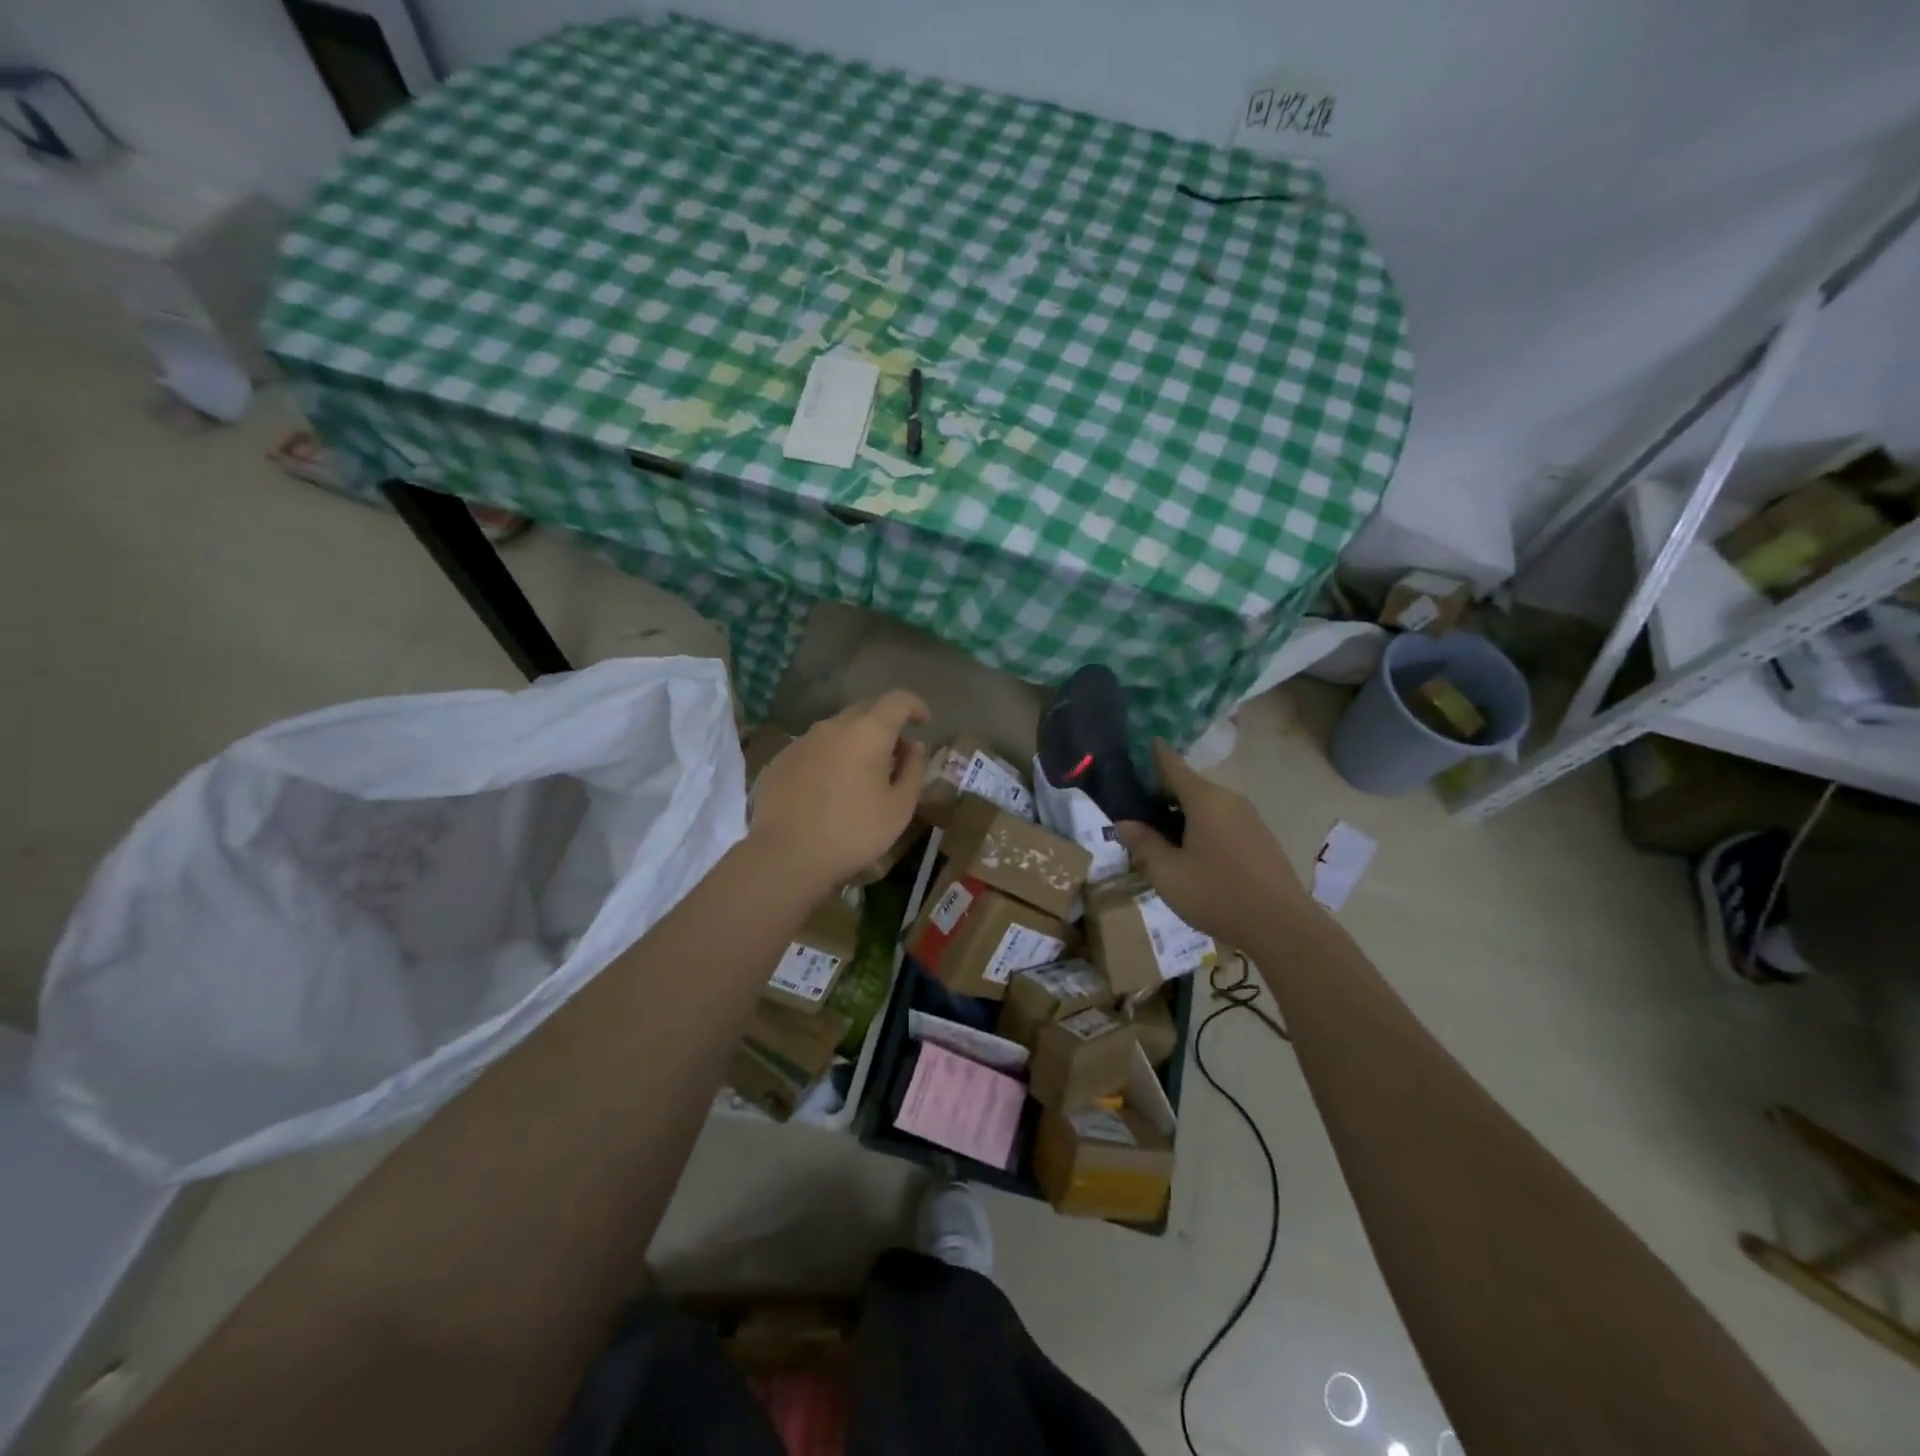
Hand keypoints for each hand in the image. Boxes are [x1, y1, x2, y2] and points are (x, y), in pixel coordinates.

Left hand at [747, 691, 930, 894]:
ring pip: (837, 728)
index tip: (923, 723)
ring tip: (862, 773)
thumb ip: (914, 769)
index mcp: (868, 732)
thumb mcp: (900, 807)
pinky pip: (814, 748)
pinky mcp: (780, 760)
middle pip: (866, 709)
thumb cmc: (853, 832)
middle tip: (896, 753)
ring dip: (856, 740)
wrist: (786, 855)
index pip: (898, 700)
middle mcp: (833, 726)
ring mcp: (802, 741)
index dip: (915, 706)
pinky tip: (828, 789)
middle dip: (886, 723)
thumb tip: (913, 745)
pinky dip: (830, 757)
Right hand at [1112, 740, 1312, 947]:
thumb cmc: (1217, 894)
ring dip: (1182, 815)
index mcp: (1204, 799)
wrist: (1282, 927)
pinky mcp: (1260, 839)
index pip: (1171, 764)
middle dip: (1161, 794)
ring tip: (1160, 839)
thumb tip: (1123, 822)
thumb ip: (1143, 843)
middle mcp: (1229, 800)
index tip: (1135, 747)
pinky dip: (1202, 829)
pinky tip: (1192, 856)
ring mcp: (1249, 819)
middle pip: (1189, 786)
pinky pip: (1223, 823)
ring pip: (1207, 807)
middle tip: (1135, 812)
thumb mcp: (1167, 873)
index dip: (1152, 754)